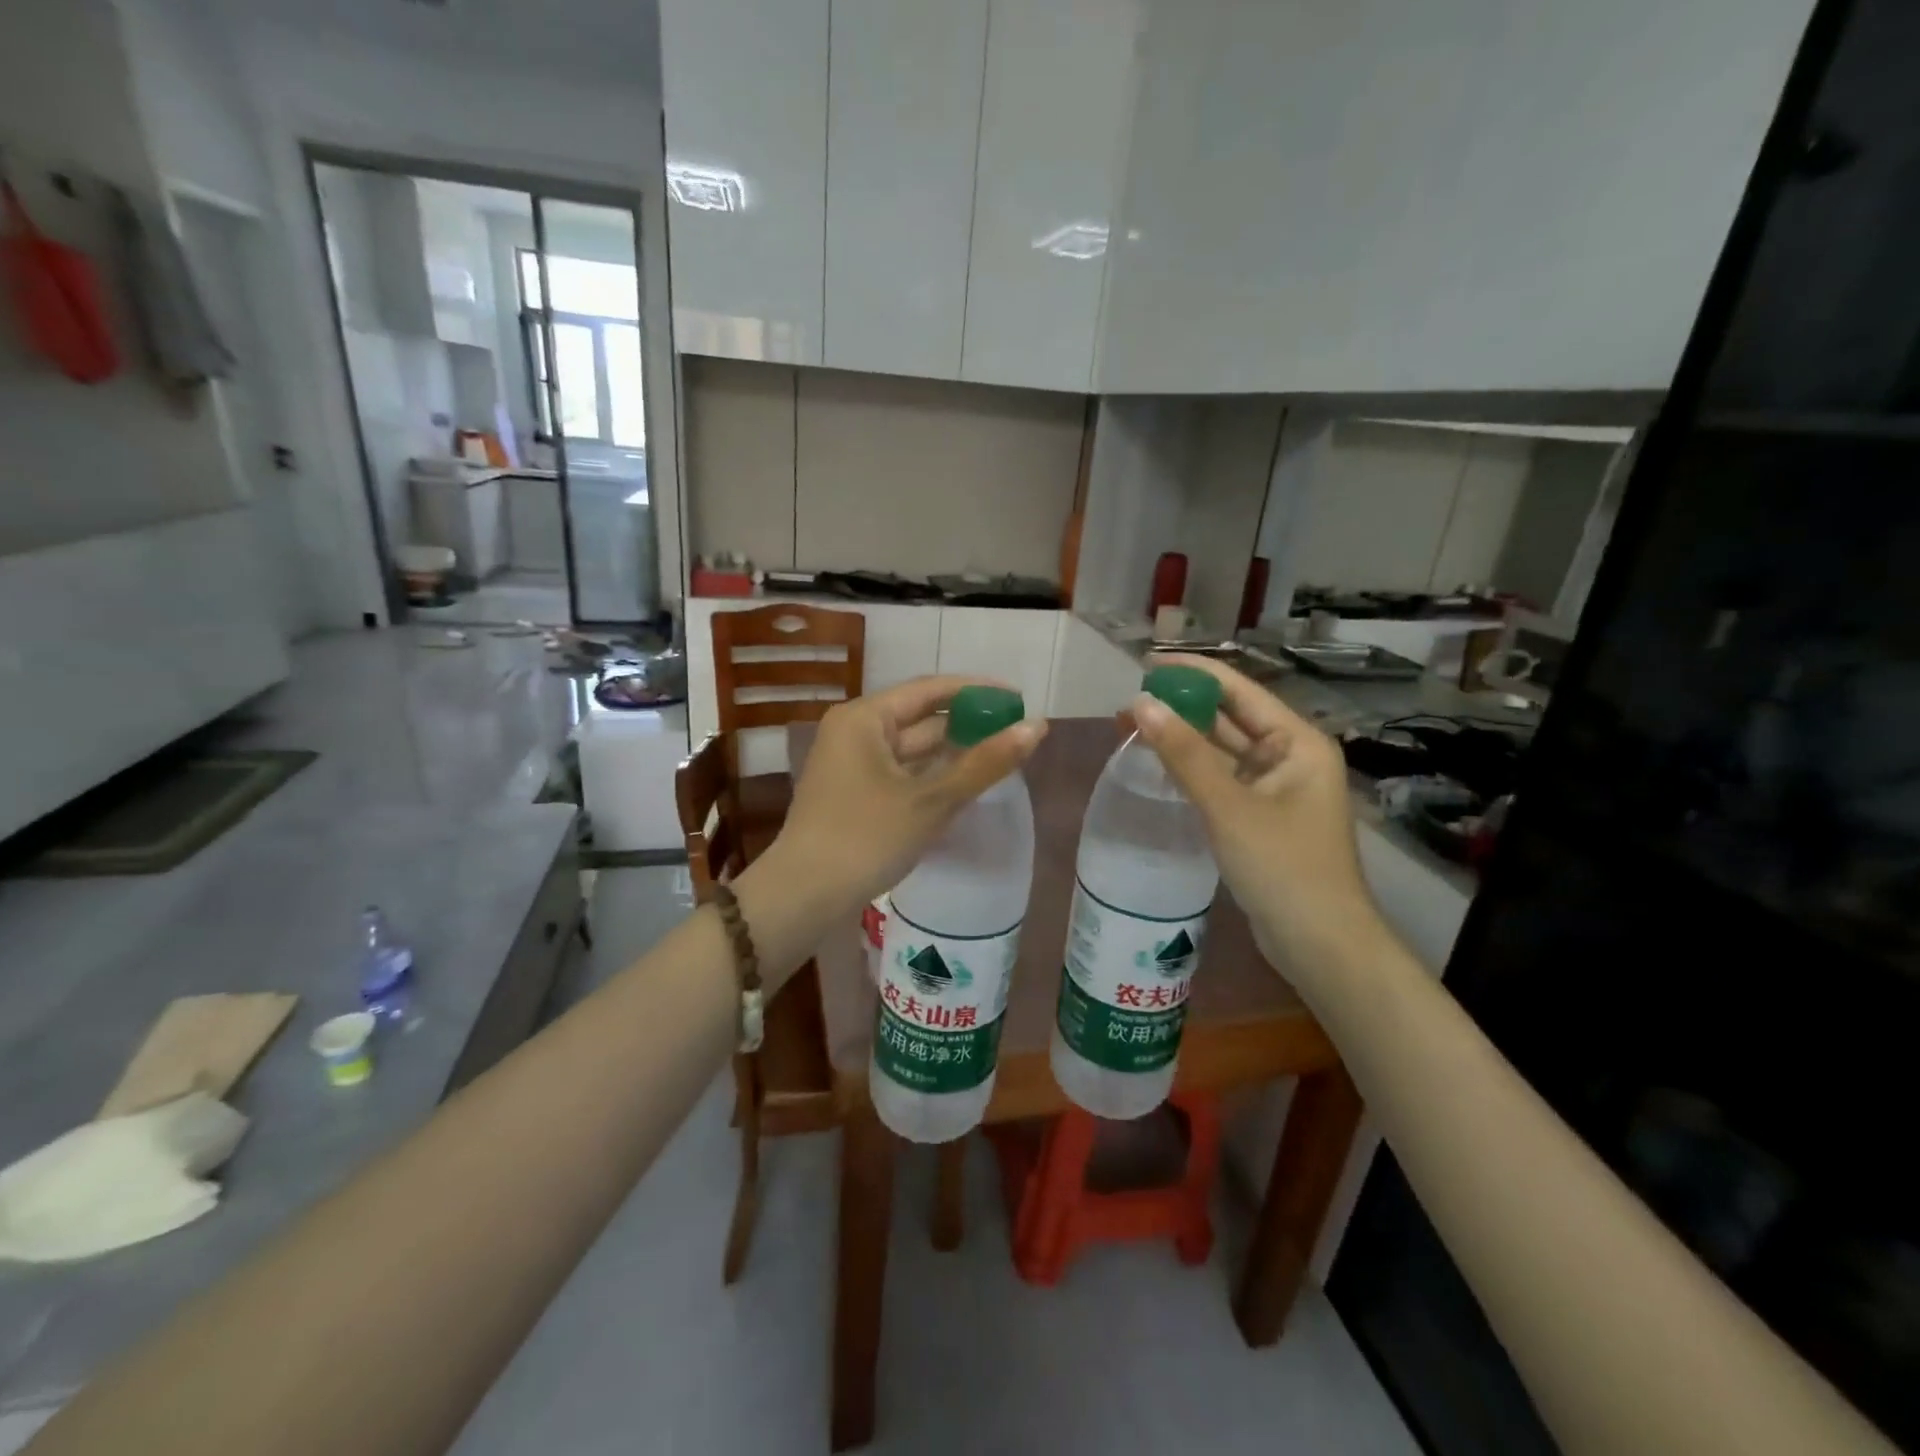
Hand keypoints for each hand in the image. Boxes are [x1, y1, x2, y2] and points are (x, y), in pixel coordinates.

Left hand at [744, 676, 1045, 948]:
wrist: (804, 896)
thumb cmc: (866, 838)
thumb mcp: (931, 800)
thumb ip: (985, 763)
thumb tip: (1037, 728)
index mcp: (865, 718)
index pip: (930, 690)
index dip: (977, 692)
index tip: (1017, 699)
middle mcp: (854, 731)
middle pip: (920, 717)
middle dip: (967, 723)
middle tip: (1016, 731)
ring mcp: (851, 763)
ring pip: (912, 748)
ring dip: (952, 751)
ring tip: (1000, 755)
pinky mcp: (854, 793)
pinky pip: (901, 771)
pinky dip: (932, 774)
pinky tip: (964, 783)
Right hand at [1129, 654, 1389, 992]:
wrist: (1320, 944)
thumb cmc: (1283, 868)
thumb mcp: (1229, 806)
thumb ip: (1184, 754)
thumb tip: (1141, 704)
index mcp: (1297, 742)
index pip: (1239, 691)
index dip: (1193, 674)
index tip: (1146, 665)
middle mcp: (1289, 757)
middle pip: (1230, 718)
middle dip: (1182, 707)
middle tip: (1130, 701)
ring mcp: (1275, 789)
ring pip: (1222, 751)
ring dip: (1183, 739)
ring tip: (1133, 727)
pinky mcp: (1260, 817)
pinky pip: (1221, 780)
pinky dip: (1191, 770)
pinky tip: (1158, 765)